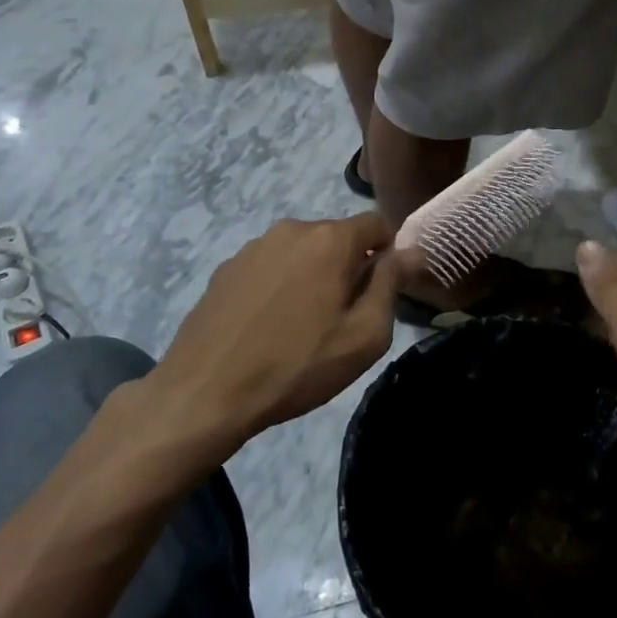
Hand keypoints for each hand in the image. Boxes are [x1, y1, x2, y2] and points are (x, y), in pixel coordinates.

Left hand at [160, 214, 397, 438]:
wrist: (204, 394)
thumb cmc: (297, 366)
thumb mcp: (363, 336)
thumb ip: (391, 285)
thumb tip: (412, 251)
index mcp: (330, 239)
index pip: (377, 223)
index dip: (389, 252)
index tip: (385, 290)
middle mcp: (291, 229)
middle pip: (338, 237)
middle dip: (350, 266)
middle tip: (345, 317)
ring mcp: (253, 247)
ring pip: (302, 251)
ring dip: (313, 275)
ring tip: (304, 325)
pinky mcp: (225, 269)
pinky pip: (270, 267)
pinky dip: (280, 285)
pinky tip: (269, 326)